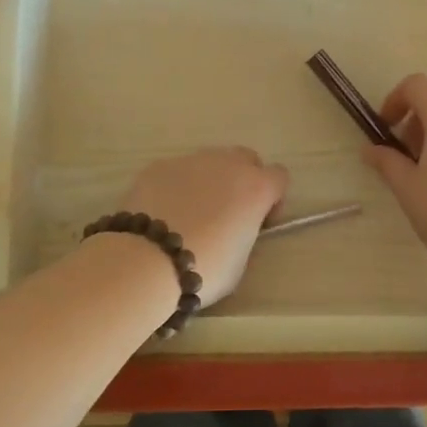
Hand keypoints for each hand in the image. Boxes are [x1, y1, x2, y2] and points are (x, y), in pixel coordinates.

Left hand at [116, 148, 289, 307]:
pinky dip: (177, 186)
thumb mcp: (241, 261)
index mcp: (255, 188)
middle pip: (246, 158)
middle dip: (243, 179)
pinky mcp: (159, 166)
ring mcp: (191, 161)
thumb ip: (246, 234)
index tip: (259, 221)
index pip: (279, 177)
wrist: (146, 261)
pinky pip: (178, 171)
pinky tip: (164, 213)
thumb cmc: (204, 268)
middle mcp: (227, 164)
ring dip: (210, 181)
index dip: (273, 199)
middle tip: (229, 212)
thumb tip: (237, 228)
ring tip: (191, 213)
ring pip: (210, 161)